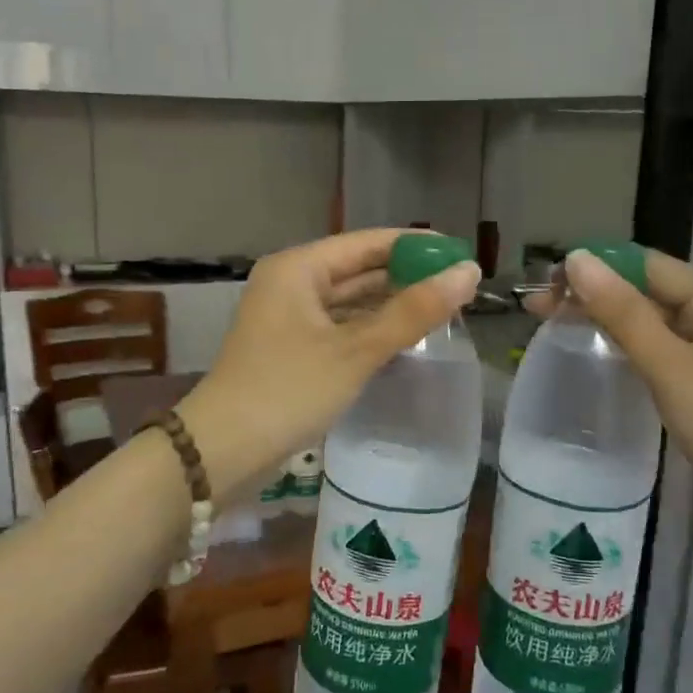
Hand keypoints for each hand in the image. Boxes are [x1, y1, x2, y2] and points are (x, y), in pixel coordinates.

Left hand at [179, 230, 480, 501]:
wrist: (223, 450)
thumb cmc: (289, 390)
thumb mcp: (356, 350)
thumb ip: (414, 312)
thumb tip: (469, 272)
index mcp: (299, 267)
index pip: (368, 242)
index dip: (416, 246)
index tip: (461, 254)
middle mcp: (291, 283)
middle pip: (359, 269)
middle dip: (407, 276)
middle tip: (460, 285)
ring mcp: (288, 316)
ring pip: (350, 300)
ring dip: (391, 304)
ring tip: (443, 308)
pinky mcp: (291, 347)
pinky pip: (340, 326)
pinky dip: (370, 328)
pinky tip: (405, 336)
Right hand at [529, 250, 692, 552]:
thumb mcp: (672, 367)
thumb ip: (623, 313)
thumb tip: (577, 260)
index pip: (645, 265)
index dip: (594, 268)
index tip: (545, 284)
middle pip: (646, 292)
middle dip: (593, 295)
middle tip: (536, 309)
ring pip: (650, 325)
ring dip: (605, 321)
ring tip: (555, 327)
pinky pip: (658, 355)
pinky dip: (625, 350)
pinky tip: (598, 358)